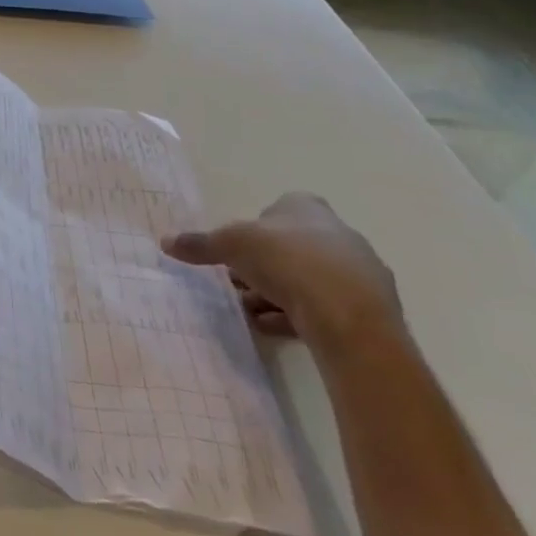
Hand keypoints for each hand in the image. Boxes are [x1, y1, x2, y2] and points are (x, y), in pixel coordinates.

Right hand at [161, 192, 402, 353]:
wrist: (350, 317)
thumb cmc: (287, 262)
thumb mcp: (230, 245)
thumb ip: (199, 244)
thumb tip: (165, 241)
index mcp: (307, 208)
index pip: (276, 209)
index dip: (252, 229)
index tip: (235, 250)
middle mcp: (338, 234)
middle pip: (289, 246)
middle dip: (261, 266)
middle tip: (236, 283)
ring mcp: (359, 272)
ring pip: (307, 278)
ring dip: (276, 293)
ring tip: (249, 310)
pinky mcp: (369, 309)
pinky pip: (324, 307)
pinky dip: (297, 314)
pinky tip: (273, 327)